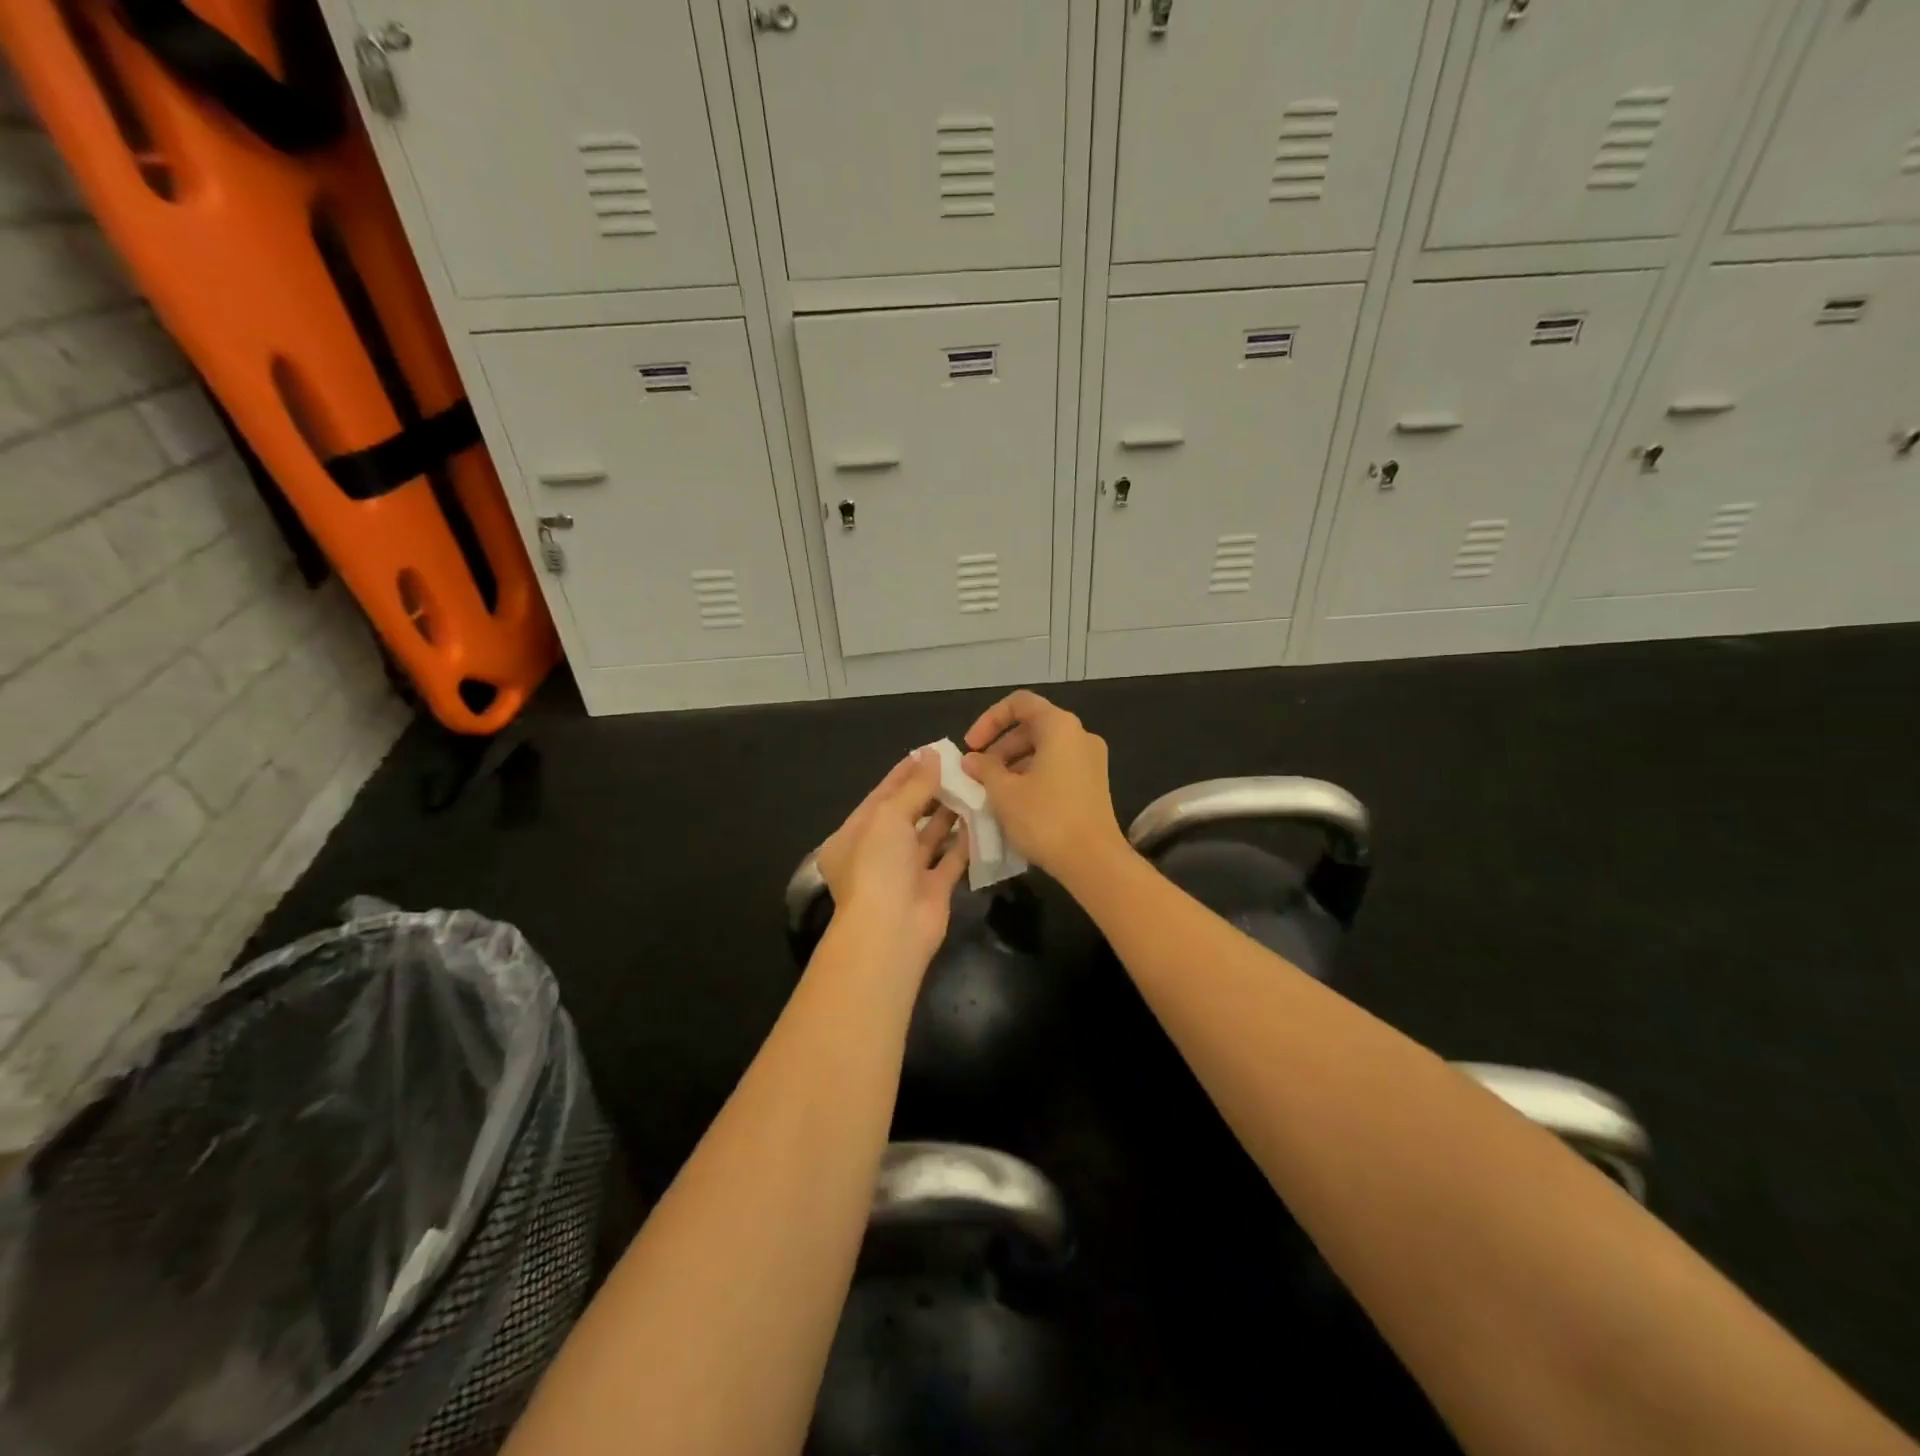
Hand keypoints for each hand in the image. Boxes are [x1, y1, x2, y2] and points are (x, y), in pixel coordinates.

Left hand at [815, 751, 968, 968]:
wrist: (891, 930)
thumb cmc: (878, 865)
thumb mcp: (889, 815)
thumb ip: (913, 786)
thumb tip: (932, 754)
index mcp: (853, 835)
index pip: (881, 795)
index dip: (905, 773)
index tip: (931, 752)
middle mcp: (877, 853)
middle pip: (907, 814)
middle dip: (930, 791)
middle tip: (959, 766)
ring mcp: (905, 872)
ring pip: (930, 836)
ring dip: (949, 813)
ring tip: (973, 784)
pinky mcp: (933, 889)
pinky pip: (951, 859)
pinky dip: (965, 840)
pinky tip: (982, 817)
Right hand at [961, 689, 1126, 884]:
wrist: (1093, 861)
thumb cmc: (1045, 818)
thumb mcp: (1004, 792)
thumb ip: (984, 769)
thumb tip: (972, 760)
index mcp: (1060, 726)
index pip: (1019, 704)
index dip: (989, 720)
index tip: (971, 746)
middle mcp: (1080, 735)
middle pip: (1032, 726)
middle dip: (999, 746)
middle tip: (977, 772)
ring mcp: (1091, 760)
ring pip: (1044, 749)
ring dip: (1013, 764)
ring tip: (991, 790)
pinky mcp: (1093, 784)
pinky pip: (1057, 767)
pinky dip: (1032, 776)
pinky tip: (1014, 803)